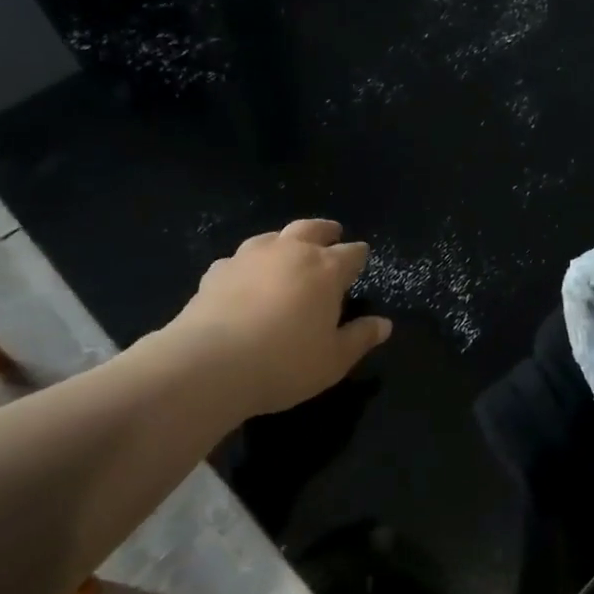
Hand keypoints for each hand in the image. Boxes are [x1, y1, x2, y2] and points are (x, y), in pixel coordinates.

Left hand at [159, 218, 392, 416]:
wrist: (209, 365)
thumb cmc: (285, 362)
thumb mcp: (334, 360)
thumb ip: (360, 338)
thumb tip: (384, 324)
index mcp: (326, 269)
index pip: (352, 253)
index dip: (359, 257)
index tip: (362, 262)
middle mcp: (290, 252)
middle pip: (312, 228)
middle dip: (326, 231)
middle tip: (333, 235)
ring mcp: (250, 257)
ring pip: (274, 236)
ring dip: (287, 241)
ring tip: (289, 252)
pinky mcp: (217, 271)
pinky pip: (240, 259)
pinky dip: (250, 264)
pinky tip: (247, 279)